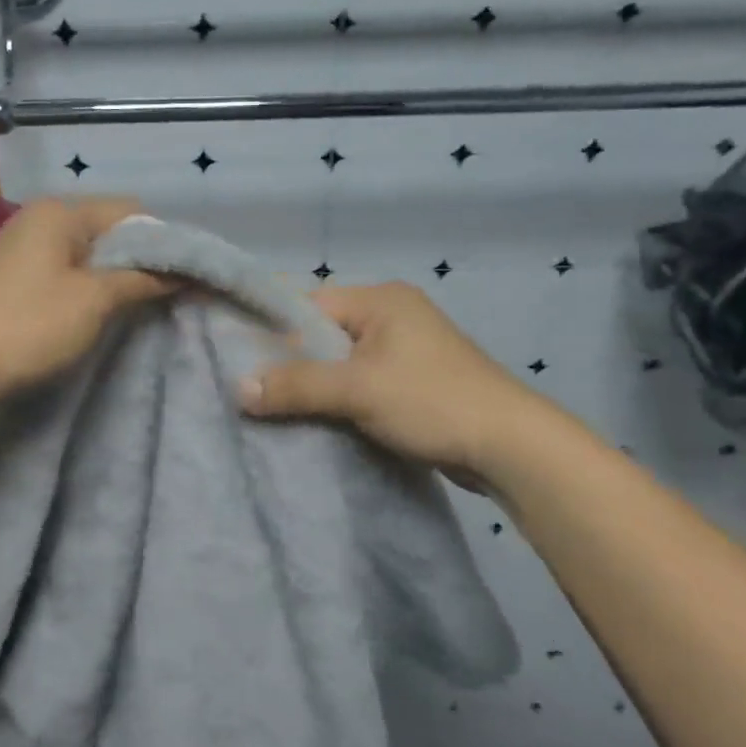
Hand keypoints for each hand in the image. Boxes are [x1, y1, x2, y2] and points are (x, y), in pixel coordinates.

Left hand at [0, 197, 172, 408]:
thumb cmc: (28, 326)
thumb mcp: (94, 301)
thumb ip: (142, 280)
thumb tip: (183, 273)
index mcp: (62, 212)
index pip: (132, 211)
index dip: (164, 242)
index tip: (186, 280)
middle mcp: (41, 220)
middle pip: (109, 232)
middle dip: (141, 262)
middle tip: (167, 300)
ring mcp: (24, 249)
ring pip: (88, 256)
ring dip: (115, 280)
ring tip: (138, 313)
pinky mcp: (14, 279)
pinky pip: (66, 275)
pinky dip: (88, 292)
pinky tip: (100, 318)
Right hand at [238, 282, 550, 487]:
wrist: (509, 446)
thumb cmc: (431, 401)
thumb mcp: (357, 390)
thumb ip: (296, 385)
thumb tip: (238, 389)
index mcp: (381, 299)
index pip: (308, 304)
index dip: (271, 330)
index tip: (236, 358)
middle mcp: (391, 315)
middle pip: (322, 333)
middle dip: (289, 362)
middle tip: (250, 388)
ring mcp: (404, 349)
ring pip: (339, 361)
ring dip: (313, 384)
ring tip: (274, 407)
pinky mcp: (411, 381)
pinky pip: (359, 382)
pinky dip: (336, 398)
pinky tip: (312, 418)